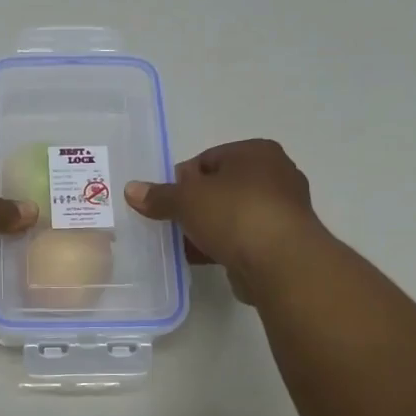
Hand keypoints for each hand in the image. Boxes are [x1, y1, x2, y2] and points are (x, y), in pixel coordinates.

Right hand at [124, 139, 324, 291]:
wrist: (281, 262)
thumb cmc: (234, 213)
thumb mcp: (187, 199)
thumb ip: (159, 195)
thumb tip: (132, 190)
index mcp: (256, 152)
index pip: (209, 159)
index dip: (183, 179)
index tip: (167, 200)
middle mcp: (276, 175)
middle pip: (222, 187)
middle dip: (196, 205)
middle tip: (172, 221)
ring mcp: (283, 210)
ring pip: (233, 215)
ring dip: (208, 228)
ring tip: (183, 243)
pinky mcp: (283, 242)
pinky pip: (244, 238)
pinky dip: (223, 246)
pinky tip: (202, 258)